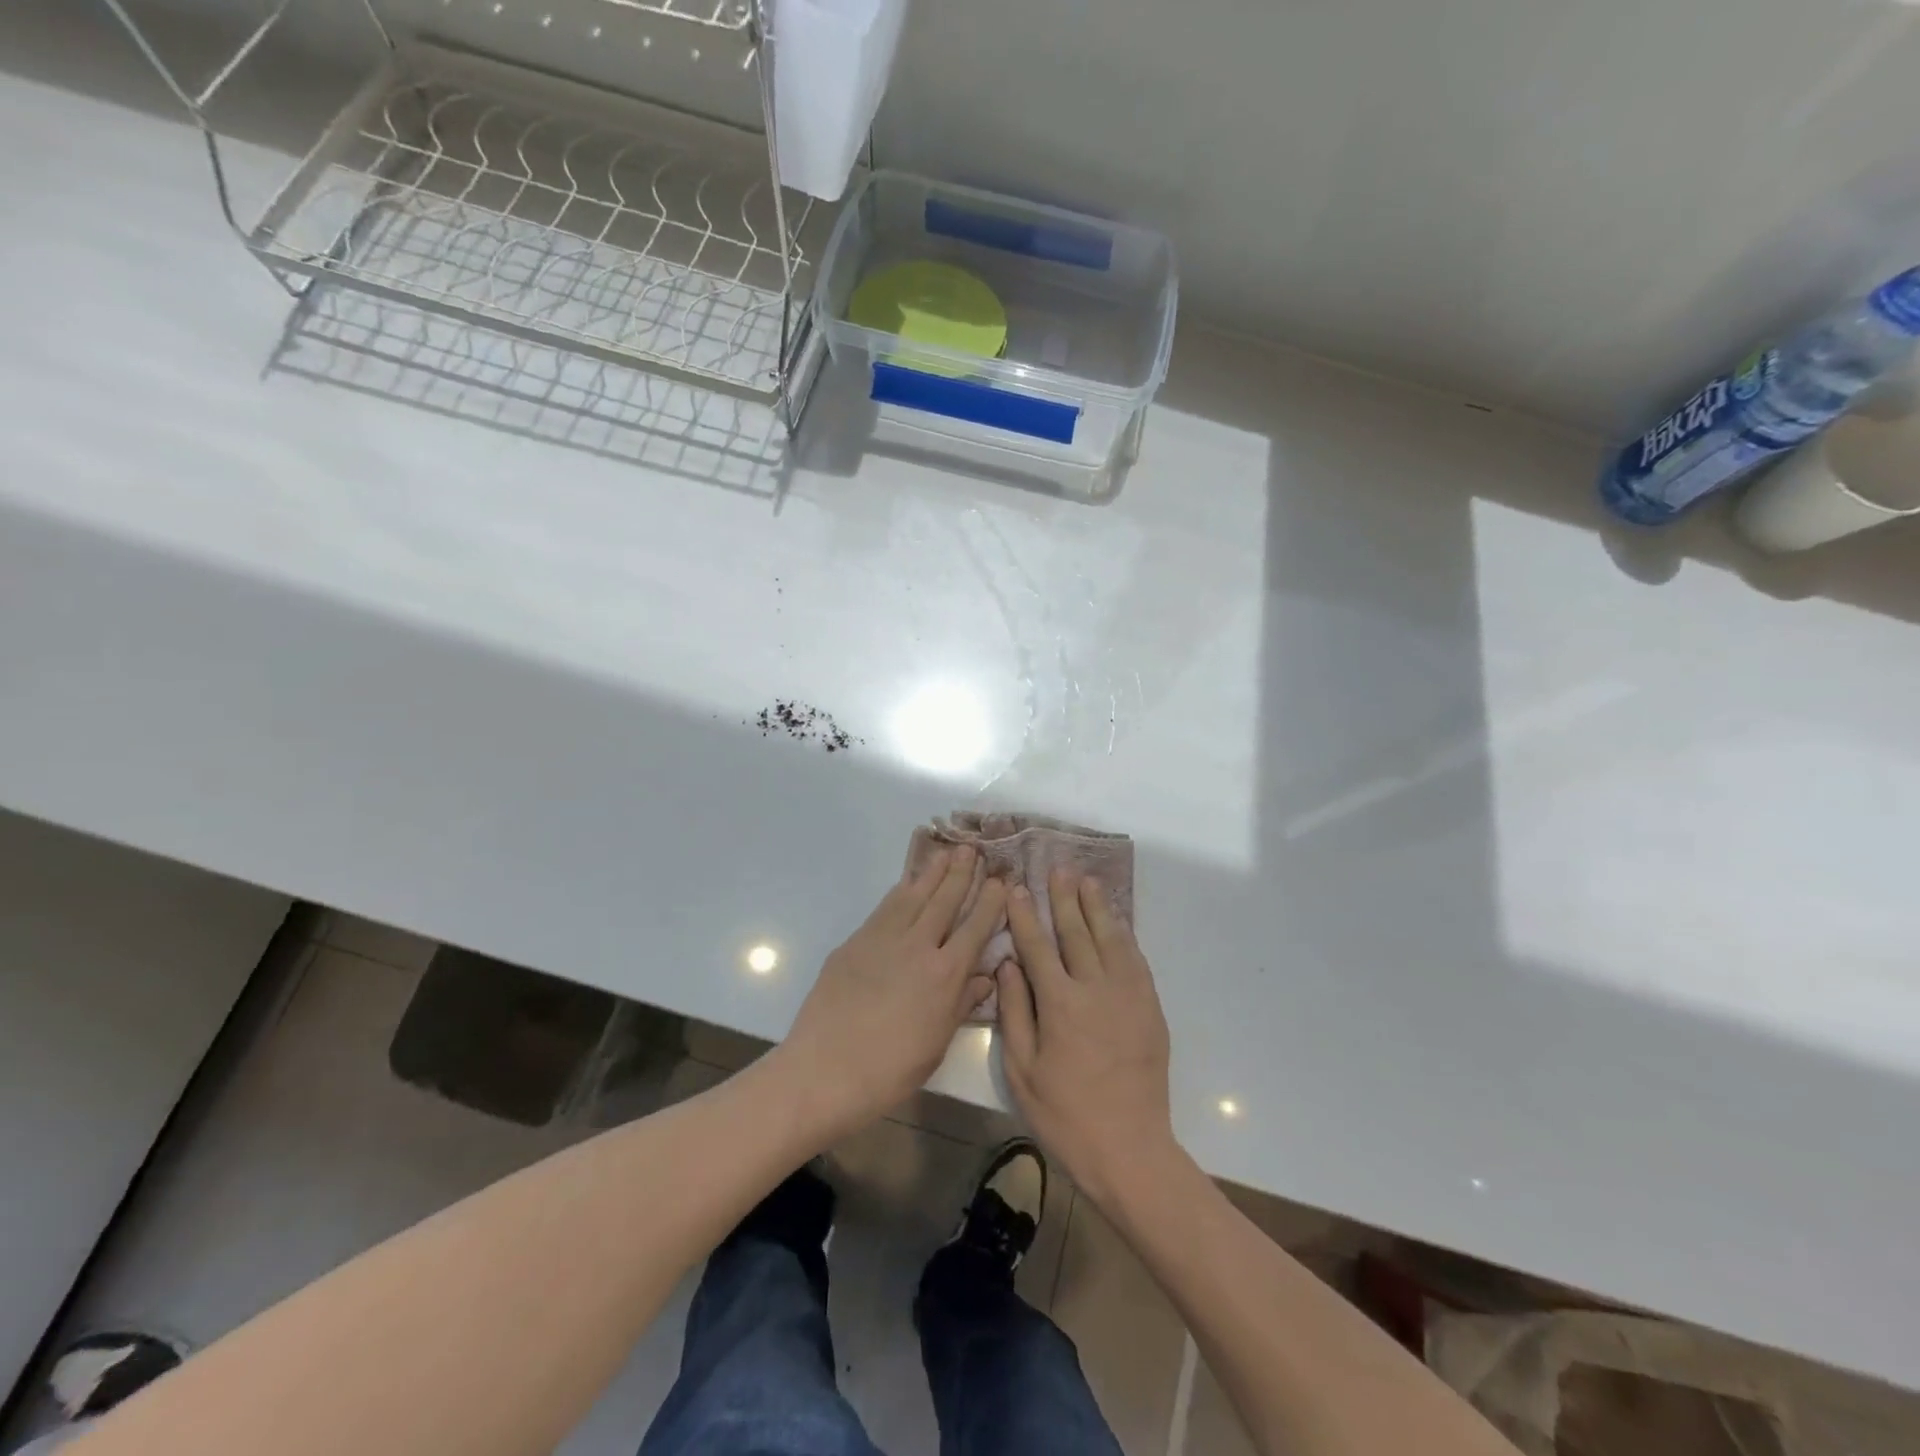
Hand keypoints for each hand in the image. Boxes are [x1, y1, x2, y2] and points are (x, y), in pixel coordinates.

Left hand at [781, 847, 1006, 1131]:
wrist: (826, 1070)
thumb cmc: (890, 1070)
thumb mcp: (937, 1043)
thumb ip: (961, 1004)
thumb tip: (984, 977)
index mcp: (945, 974)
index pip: (975, 928)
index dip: (989, 902)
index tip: (999, 881)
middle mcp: (918, 946)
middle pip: (944, 901)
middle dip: (960, 874)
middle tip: (971, 849)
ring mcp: (883, 939)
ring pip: (913, 896)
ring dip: (931, 873)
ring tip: (944, 853)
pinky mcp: (855, 942)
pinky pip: (884, 908)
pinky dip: (900, 891)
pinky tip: (906, 884)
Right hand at [997, 870, 1176, 1209]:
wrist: (1129, 1149)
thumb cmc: (1064, 1114)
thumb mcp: (1023, 1069)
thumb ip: (1015, 1012)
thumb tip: (1008, 965)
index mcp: (1059, 1003)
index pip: (1038, 946)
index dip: (1025, 915)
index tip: (1017, 888)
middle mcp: (1095, 988)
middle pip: (1077, 932)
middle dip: (1064, 898)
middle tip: (1057, 869)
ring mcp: (1127, 995)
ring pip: (1110, 938)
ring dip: (1097, 907)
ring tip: (1088, 882)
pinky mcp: (1149, 1008)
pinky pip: (1135, 960)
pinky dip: (1124, 936)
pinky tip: (1117, 923)